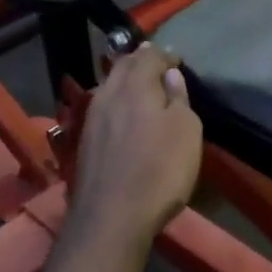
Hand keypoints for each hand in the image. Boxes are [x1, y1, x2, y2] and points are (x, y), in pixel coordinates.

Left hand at [67, 45, 202, 244]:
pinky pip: (103, 108)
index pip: (150, 56)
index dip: (165, 55)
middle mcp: (108, 94)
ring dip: (125, 80)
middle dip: (141, 61)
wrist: (111, 217)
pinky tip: (123, 112)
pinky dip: (117, 102)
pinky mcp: (85, 142)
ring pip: (109, 86)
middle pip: (123, 67)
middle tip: (157, 62)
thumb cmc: (159, 170)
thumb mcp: (186, 131)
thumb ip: (178, 98)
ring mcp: (92, 119)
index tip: (178, 60)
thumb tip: (170, 74)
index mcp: (135, 86)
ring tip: (140, 84)